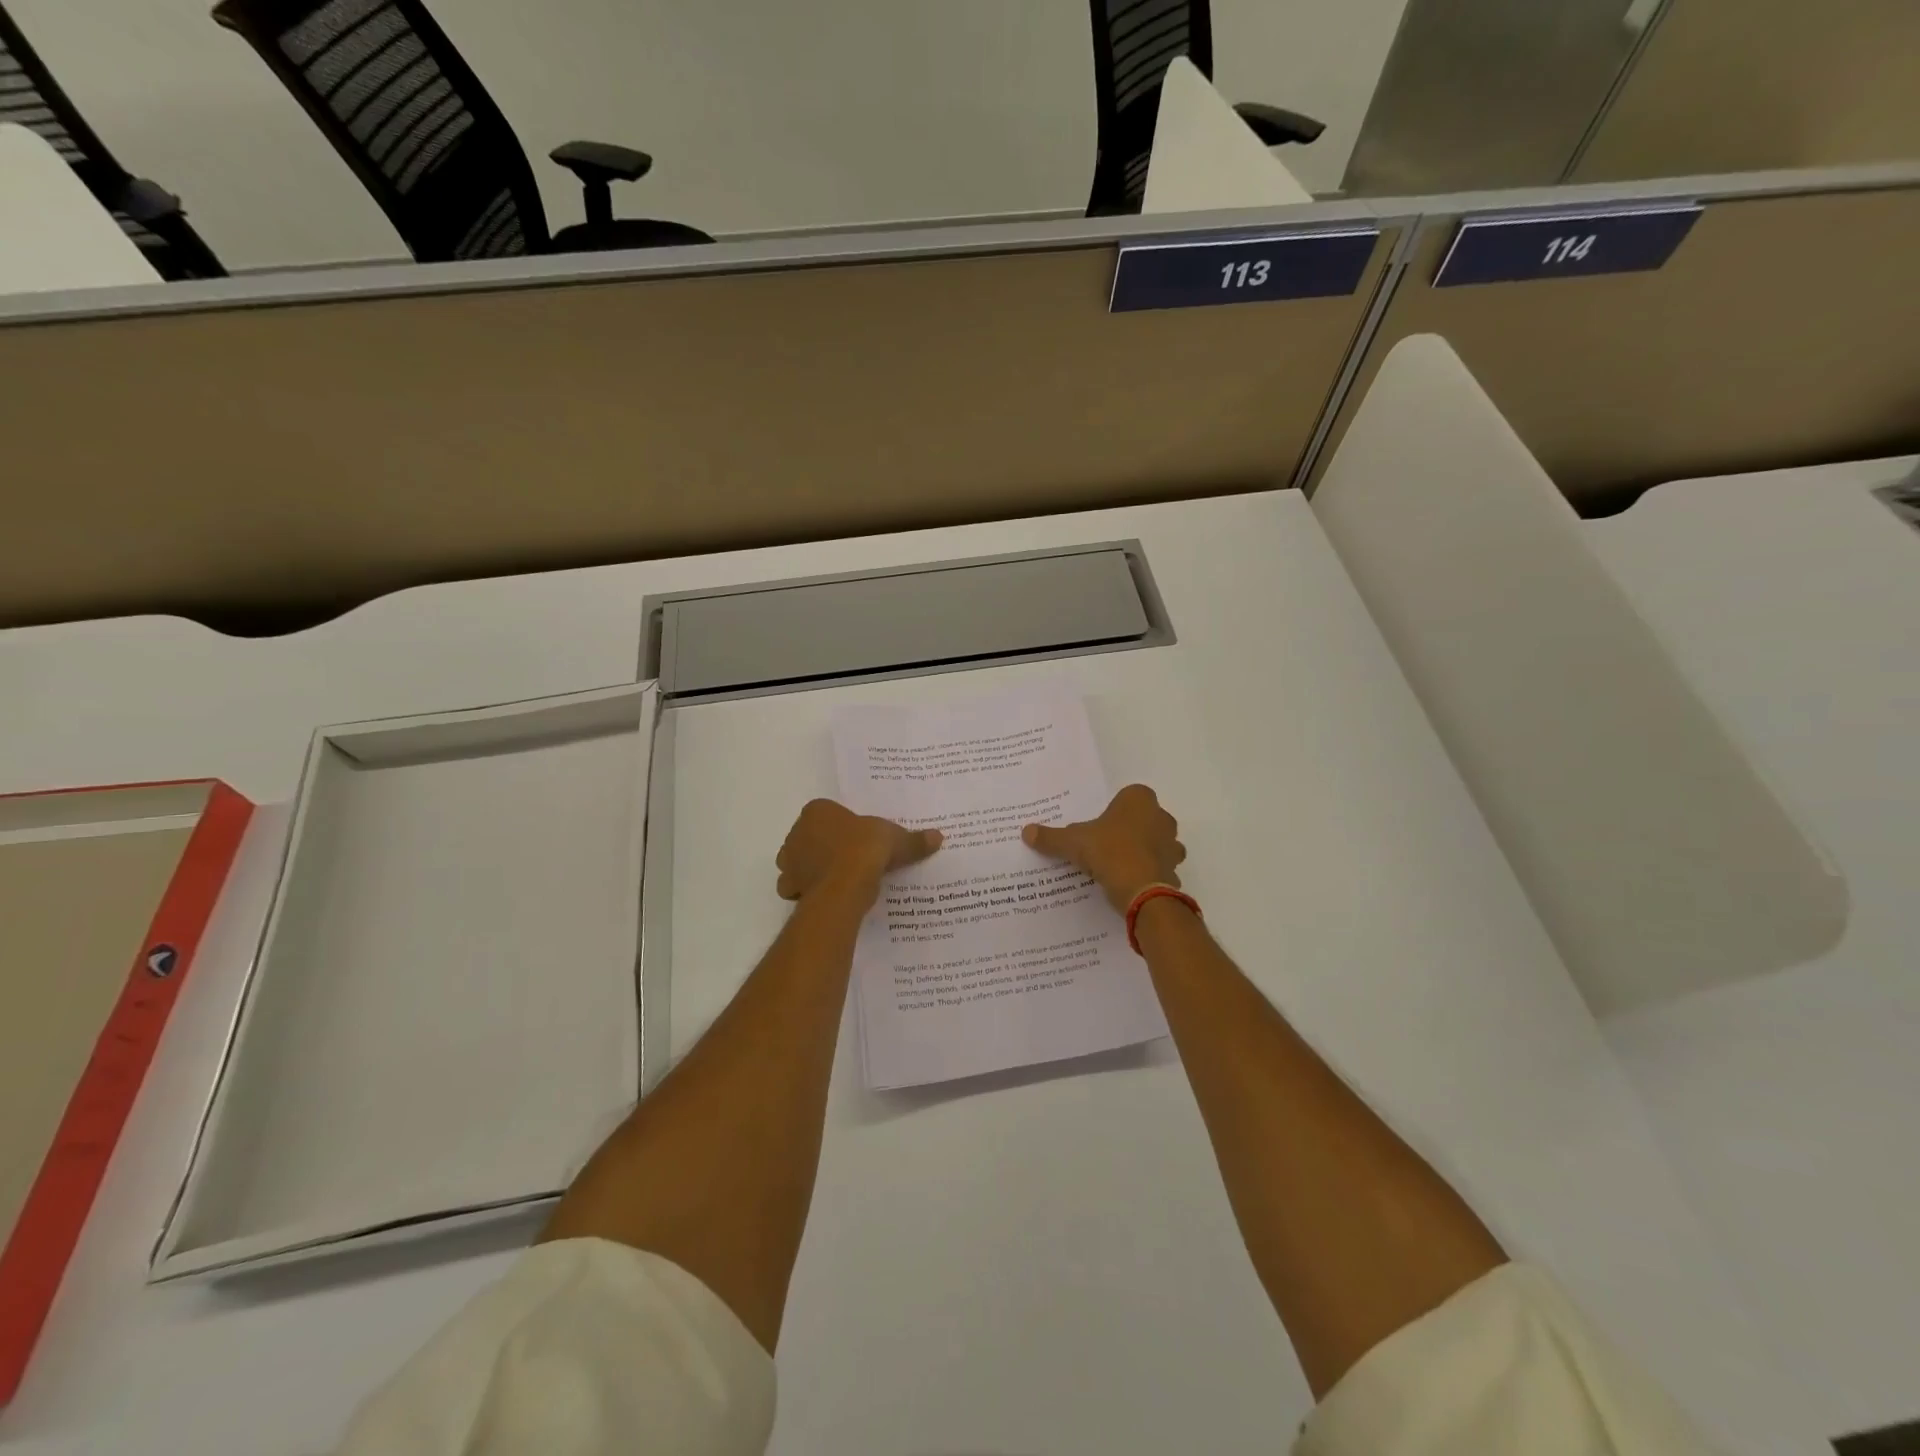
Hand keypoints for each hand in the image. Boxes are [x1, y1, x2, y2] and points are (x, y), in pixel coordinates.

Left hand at [776, 799, 942, 903]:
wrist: (845, 884)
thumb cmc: (865, 849)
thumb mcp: (896, 839)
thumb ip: (913, 839)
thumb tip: (938, 837)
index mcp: (817, 811)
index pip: (827, 813)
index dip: (842, 825)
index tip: (858, 838)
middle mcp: (797, 832)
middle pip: (810, 837)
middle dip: (824, 846)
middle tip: (850, 858)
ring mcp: (789, 860)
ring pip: (799, 862)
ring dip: (812, 869)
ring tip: (838, 879)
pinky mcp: (790, 886)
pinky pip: (796, 887)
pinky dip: (808, 891)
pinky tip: (827, 895)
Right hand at [1022, 784, 1184, 911]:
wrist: (1142, 891)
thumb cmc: (1109, 852)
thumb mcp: (1073, 843)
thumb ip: (1051, 837)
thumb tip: (1026, 831)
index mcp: (1139, 800)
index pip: (1129, 795)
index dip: (1116, 809)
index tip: (1100, 824)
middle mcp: (1161, 817)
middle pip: (1145, 818)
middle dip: (1130, 829)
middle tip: (1106, 843)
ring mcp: (1171, 844)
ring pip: (1157, 842)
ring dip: (1144, 850)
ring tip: (1119, 864)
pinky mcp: (1174, 869)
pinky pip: (1160, 867)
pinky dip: (1149, 873)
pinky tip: (1130, 882)